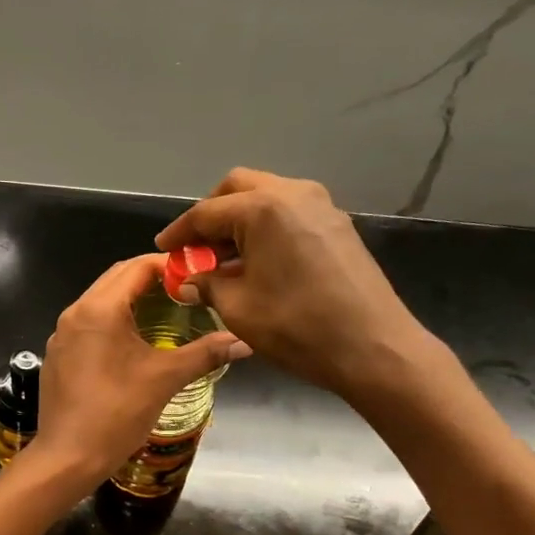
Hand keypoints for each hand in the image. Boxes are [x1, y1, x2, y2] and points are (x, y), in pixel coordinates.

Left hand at [31, 254, 250, 486]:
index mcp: (99, 309)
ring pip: (99, 302)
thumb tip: (244, 341)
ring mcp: (61, 335)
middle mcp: (75, 313)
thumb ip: (205, 354)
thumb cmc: (116, 413)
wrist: (67, 457)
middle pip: (116, 279)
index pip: (137, 267)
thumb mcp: (165, 379)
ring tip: (164, 313)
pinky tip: (131, 345)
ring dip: (130, 300)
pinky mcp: (57, 356)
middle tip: (184, 290)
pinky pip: (87, 326)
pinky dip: (112, 322)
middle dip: (150, 279)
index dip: (169, 265)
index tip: (197, 274)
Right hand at [153, 169, 438, 400]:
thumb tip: (187, 281)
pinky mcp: (338, 225)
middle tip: (195, 248)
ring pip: (267, 197)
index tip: (163, 249)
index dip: (179, 232)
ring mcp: (321, 206)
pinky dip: (266, 228)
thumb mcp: (238, 308)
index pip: (206, 213)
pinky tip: (257, 261)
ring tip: (223, 258)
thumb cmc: (297, 327)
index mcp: (263, 208)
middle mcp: (293, 194)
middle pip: (238, 189)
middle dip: (211, 215)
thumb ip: (207, 285)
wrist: (372, 346)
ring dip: (240, 221)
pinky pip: (290, 214)